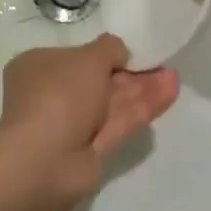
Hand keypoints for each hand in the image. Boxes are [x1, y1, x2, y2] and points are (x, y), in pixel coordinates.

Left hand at [0, 35, 178, 209]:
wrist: (45, 160)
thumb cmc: (58, 94)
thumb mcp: (88, 58)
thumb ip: (109, 49)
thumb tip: (119, 51)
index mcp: (38, 67)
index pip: (74, 57)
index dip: (103, 54)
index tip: (131, 52)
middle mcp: (51, 94)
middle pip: (97, 81)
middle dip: (129, 73)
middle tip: (161, 64)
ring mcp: (70, 125)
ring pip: (111, 103)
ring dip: (141, 90)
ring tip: (173, 77)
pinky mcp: (89, 151)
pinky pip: (118, 123)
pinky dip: (141, 109)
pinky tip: (169, 93)